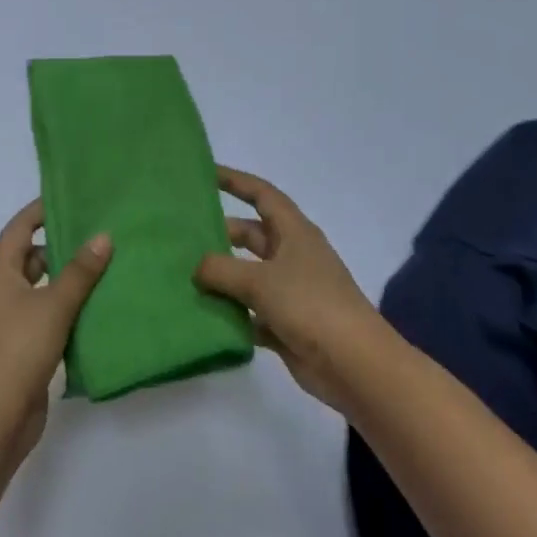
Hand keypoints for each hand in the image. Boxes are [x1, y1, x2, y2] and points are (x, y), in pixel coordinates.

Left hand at [0, 200, 111, 458]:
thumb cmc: (19, 349)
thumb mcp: (54, 305)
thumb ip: (80, 271)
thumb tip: (103, 236)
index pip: (19, 229)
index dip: (40, 211)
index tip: (70, 198)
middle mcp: (1, 292)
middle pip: (30, 257)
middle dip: (60, 245)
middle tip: (97, 233)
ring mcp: (10, 320)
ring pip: (41, 287)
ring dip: (67, 278)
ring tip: (105, 265)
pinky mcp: (22, 345)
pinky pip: (46, 313)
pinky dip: (67, 306)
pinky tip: (96, 306)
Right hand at [194, 167, 389, 413]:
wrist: (353, 364)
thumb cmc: (310, 305)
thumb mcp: (260, 280)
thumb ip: (222, 270)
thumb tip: (197, 267)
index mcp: (294, 233)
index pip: (262, 195)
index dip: (236, 181)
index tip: (207, 173)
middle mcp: (293, 256)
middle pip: (252, 235)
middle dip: (221, 234)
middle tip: (183, 236)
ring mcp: (291, 291)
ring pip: (248, 276)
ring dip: (222, 277)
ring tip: (183, 276)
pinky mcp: (286, 324)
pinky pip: (251, 312)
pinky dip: (231, 314)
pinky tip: (203, 317)